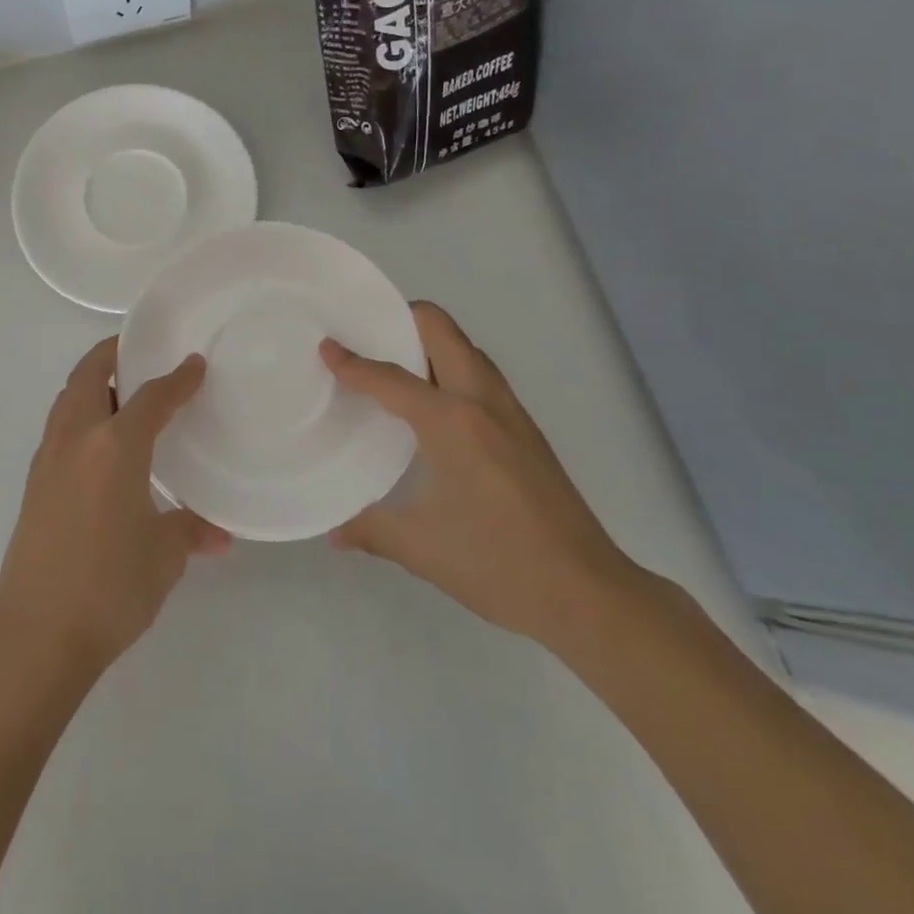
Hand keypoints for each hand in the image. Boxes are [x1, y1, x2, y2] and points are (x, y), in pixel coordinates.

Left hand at [0, 337, 230, 678]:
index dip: (177, 379)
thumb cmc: (110, 588)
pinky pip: (59, 426)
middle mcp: (77, 439)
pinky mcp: (34, 482)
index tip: (195, 364)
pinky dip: (79, 413)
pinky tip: (99, 442)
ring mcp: (49, 458)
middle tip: (140, 352)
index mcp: (115, 446)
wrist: (36, 634)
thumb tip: (219, 535)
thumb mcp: (163, 557)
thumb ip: (189, 532)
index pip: (151, 397)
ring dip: (91, 382)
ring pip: (67, 398)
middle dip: (113, 354)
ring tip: (120, 391)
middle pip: (89, 374)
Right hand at [321, 302, 639, 650]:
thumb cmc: (497, 563)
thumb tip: (334, 531)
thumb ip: (371, 529)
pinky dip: (452, 367)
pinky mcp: (527, 430)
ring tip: (394, 365)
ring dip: (431, 342)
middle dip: (402, 320)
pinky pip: (481, 375)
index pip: (392, 378)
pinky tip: (433, 407)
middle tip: (366, 336)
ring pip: (467, 349)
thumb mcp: (421, 547)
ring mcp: (511, 413)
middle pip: (442, 330)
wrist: (588, 593)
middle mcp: (483, 402)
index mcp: (452, 421)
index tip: (326, 347)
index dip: (353, 362)